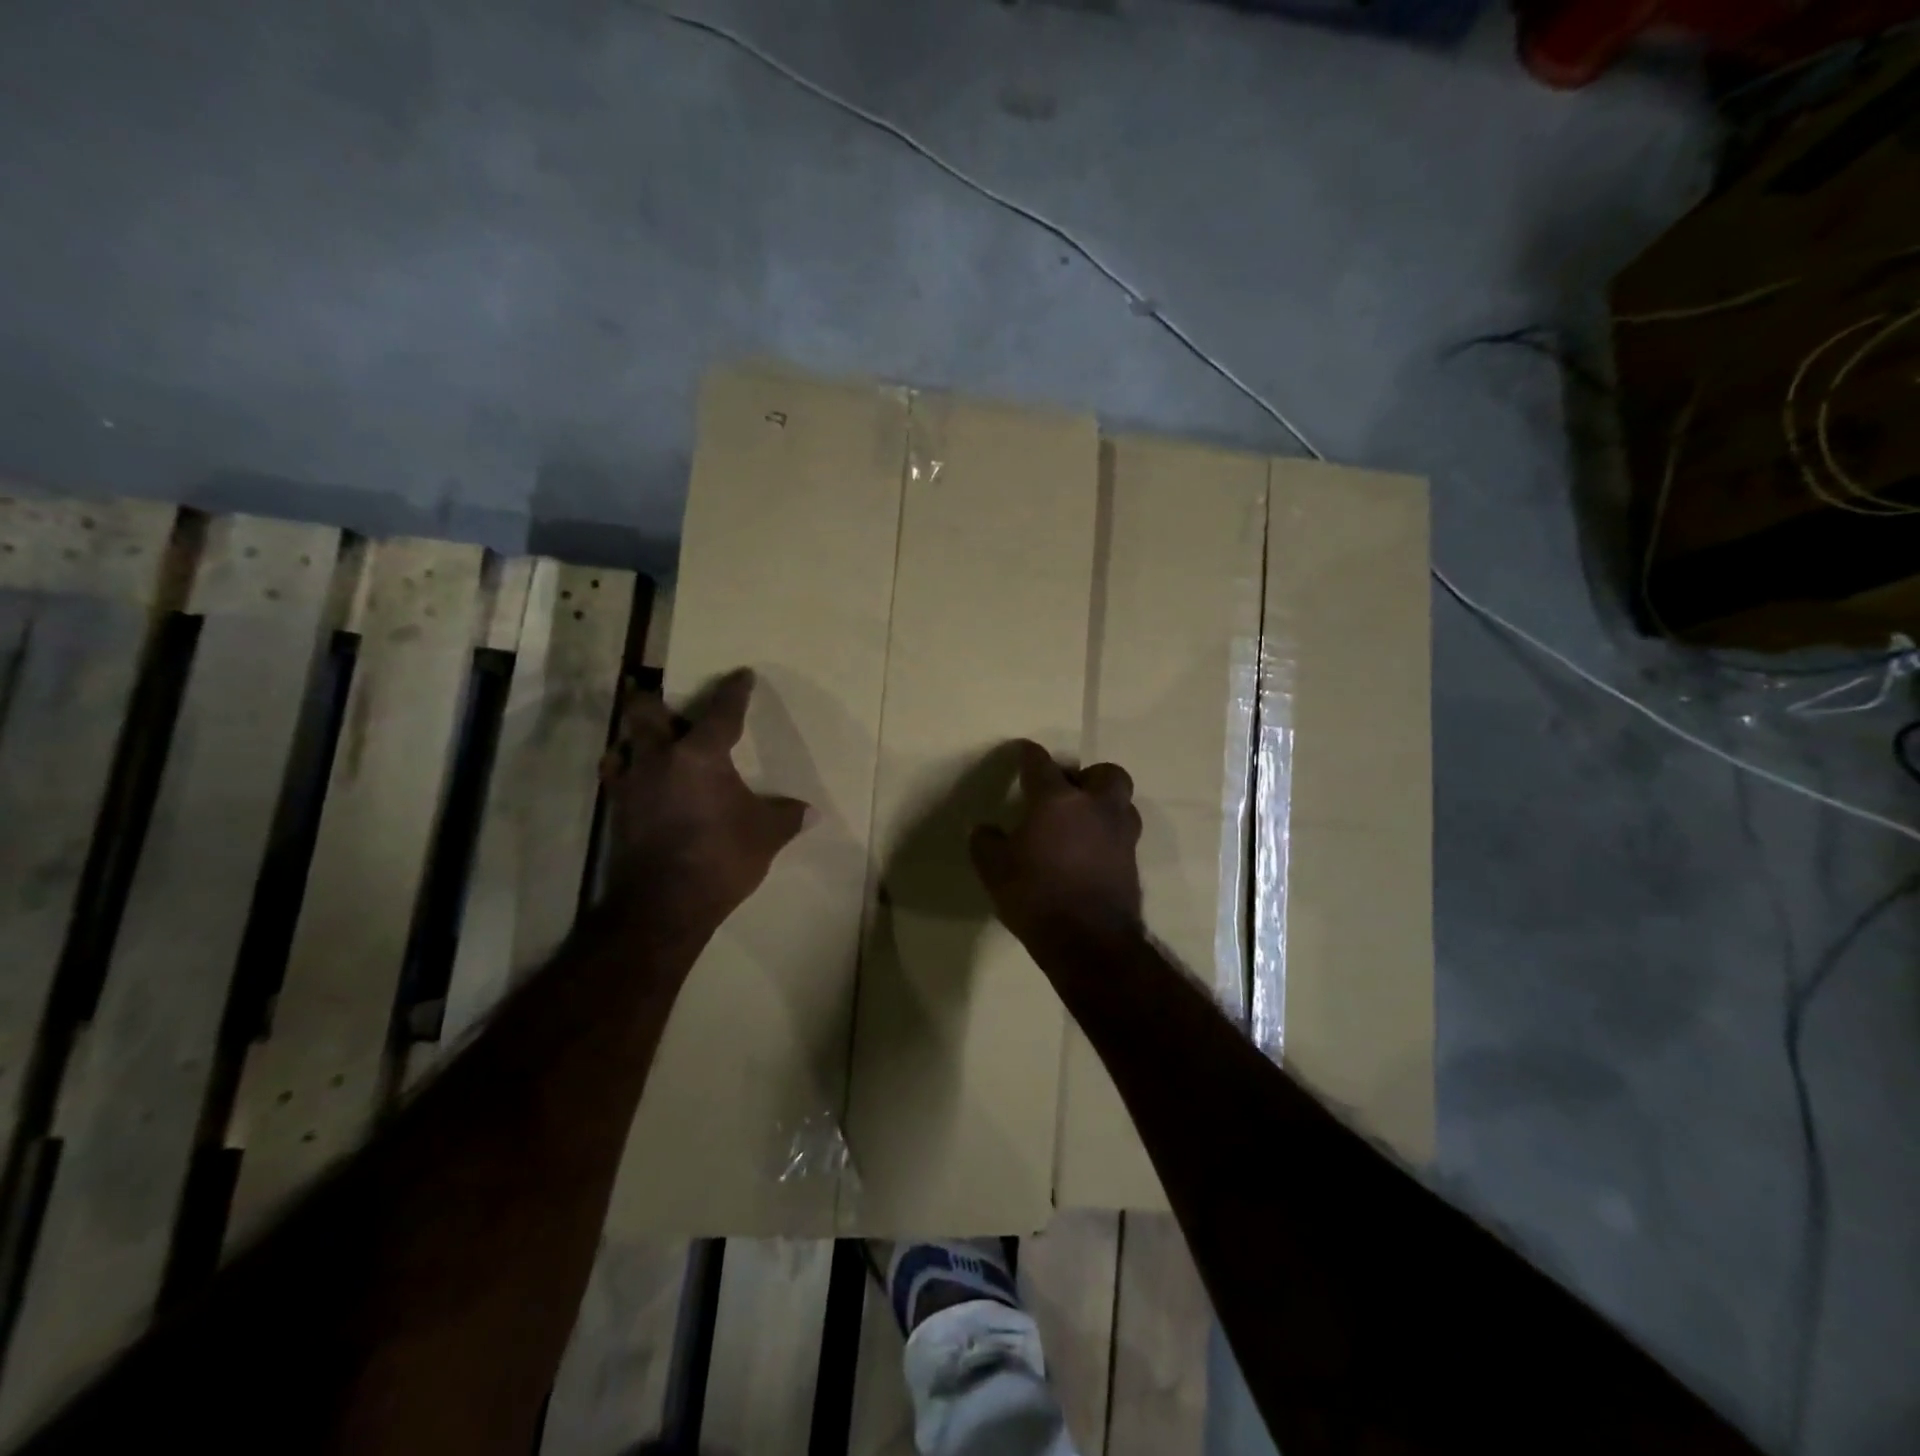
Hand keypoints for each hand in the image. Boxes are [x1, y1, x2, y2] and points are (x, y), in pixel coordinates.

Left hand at [600, 669, 808, 928]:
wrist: (664, 904)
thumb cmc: (721, 857)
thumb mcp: (766, 835)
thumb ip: (787, 817)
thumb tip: (811, 812)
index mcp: (700, 755)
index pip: (721, 711)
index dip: (734, 690)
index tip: (741, 675)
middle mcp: (659, 758)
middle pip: (645, 712)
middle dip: (656, 702)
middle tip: (670, 705)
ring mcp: (632, 784)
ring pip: (622, 744)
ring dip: (635, 739)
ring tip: (651, 746)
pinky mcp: (617, 811)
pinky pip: (617, 778)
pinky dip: (628, 773)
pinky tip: (643, 785)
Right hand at [969, 740, 1142, 947]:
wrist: (1088, 941)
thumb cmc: (1036, 896)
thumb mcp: (995, 870)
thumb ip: (986, 844)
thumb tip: (984, 830)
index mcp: (1057, 801)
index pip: (1040, 765)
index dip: (1029, 755)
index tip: (1024, 751)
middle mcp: (1095, 807)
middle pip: (1105, 773)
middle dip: (1088, 777)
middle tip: (1069, 793)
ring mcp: (1120, 834)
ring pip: (1122, 803)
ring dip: (1105, 805)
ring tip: (1083, 823)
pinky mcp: (1133, 861)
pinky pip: (1123, 835)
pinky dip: (1109, 836)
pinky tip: (1090, 853)